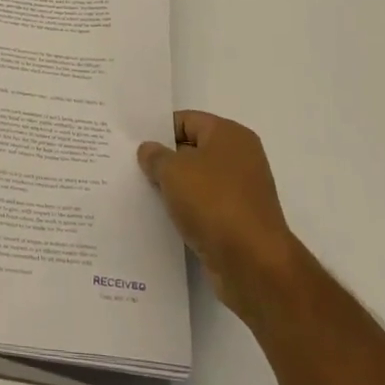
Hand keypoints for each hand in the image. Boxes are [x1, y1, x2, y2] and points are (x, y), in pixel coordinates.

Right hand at [138, 111, 299, 321]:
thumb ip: (155, 156)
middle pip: (192, 151)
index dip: (159, 130)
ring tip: (142, 193)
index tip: (133, 144)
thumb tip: (149, 150)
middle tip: (132, 167)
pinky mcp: (238, 222)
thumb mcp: (173, 170)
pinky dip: (186, 211)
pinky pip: (204, 208)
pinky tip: (162, 218)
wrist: (253, 264)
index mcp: (229, 135)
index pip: (186, 121)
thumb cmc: (213, 202)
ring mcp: (242, 192)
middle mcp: (240, 158)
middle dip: (164, 160)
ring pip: (197, 182)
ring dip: (174, 188)